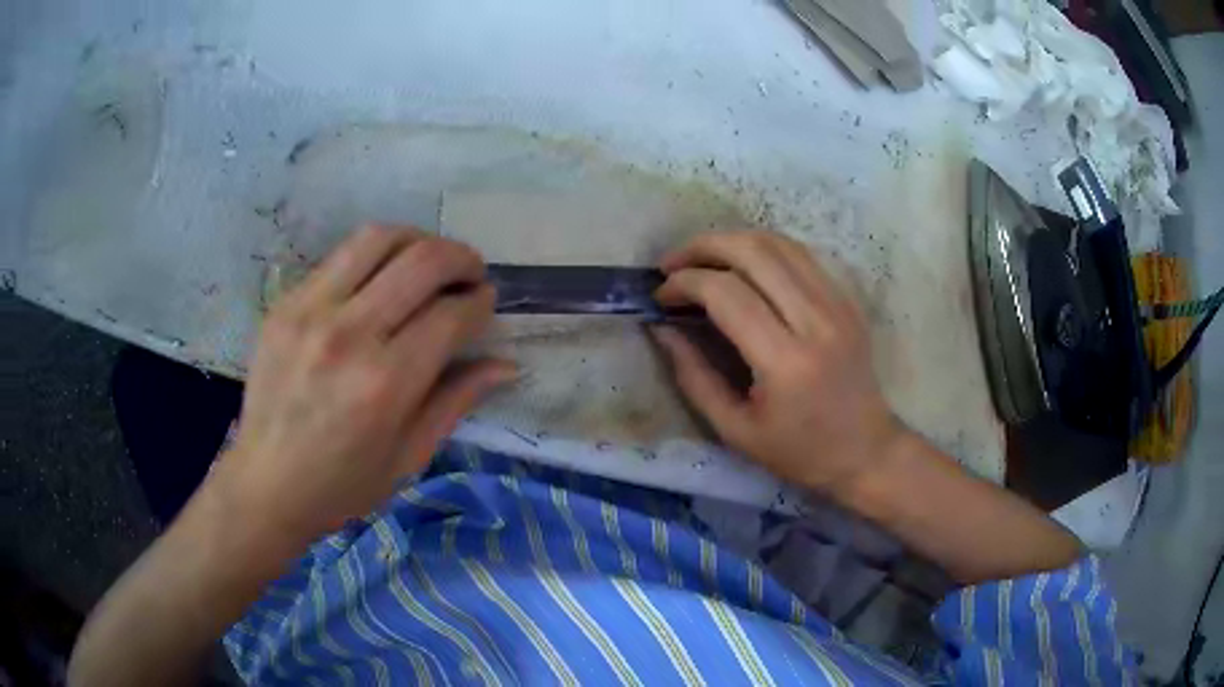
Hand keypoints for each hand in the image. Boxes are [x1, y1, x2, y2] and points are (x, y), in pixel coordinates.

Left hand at [215, 226, 513, 545]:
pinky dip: (374, 257)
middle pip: (422, 261)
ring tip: (429, 262)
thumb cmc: (343, 484)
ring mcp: (310, 310)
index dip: (480, 303)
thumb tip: (506, 364)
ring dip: (418, 241)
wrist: (266, 482)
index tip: (486, 305)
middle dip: (461, 258)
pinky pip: (341, 256)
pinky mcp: (285, 302)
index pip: (451, 314)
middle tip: (471, 274)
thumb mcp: (409, 456)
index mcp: (386, 382)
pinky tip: (380, 279)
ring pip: (379, 238)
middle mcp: (349, 334)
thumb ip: (456, 400)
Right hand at [653, 230, 904, 495]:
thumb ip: (694, 376)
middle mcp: (816, 321)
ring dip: (733, 240)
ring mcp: (838, 304)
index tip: (660, 296)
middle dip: (702, 247)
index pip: (726, 293)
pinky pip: (802, 255)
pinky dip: (765, 249)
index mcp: (785, 362)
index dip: (684, 283)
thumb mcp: (734, 429)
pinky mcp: (848, 300)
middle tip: (673, 264)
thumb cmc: (799, 452)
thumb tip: (662, 328)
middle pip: (753, 252)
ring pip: (779, 243)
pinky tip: (744, 265)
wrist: (866, 451)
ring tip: (703, 258)